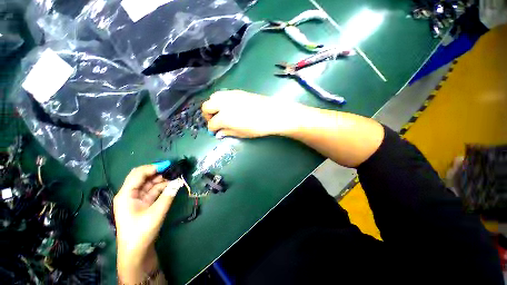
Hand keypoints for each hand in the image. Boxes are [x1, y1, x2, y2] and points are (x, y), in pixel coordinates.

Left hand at [114, 165, 173, 282]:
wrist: (136, 253)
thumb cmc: (141, 232)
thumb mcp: (156, 212)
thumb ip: (168, 195)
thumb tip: (179, 181)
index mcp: (126, 194)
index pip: (138, 174)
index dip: (153, 167)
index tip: (168, 165)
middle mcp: (130, 194)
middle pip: (144, 177)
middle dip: (159, 172)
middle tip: (174, 170)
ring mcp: (137, 199)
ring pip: (150, 184)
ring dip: (163, 180)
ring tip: (176, 177)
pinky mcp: (144, 204)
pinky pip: (154, 192)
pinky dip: (163, 188)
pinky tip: (173, 186)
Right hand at [202, 90, 304, 137]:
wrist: (272, 113)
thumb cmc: (257, 127)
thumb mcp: (241, 133)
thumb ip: (227, 132)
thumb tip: (218, 134)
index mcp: (224, 117)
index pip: (212, 123)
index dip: (212, 128)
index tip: (215, 131)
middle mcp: (224, 104)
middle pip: (206, 106)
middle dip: (207, 115)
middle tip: (215, 121)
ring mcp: (230, 96)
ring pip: (213, 97)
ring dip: (213, 105)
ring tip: (220, 112)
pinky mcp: (237, 92)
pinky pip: (223, 94)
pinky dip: (221, 100)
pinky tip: (229, 106)